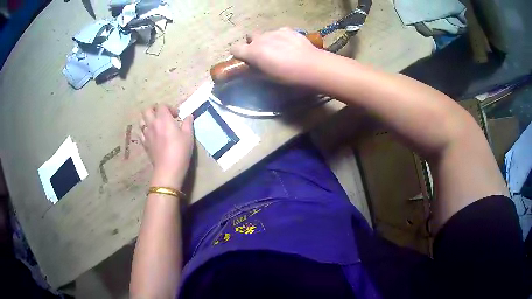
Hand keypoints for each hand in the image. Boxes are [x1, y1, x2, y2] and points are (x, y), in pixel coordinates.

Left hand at [139, 104, 193, 187]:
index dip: (169, 108)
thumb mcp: (188, 136)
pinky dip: (145, 131)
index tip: (176, 115)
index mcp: (163, 119)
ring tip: (155, 123)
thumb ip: (188, 123)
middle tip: (162, 115)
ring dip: (147, 119)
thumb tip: (189, 116)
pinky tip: (151, 135)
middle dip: (154, 109)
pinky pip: (141, 133)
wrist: (168, 169)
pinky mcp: (144, 144)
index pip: (161, 106)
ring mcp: (146, 134)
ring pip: (141, 121)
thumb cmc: (180, 151)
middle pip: (147, 110)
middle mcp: (152, 124)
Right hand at [230, 27, 323, 84]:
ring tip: (280, 50)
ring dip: (267, 40)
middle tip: (262, 53)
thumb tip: (250, 68)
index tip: (244, 59)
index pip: (235, 48)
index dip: (238, 54)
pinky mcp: (288, 30)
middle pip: (249, 36)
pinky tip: (290, 45)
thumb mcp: (267, 77)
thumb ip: (255, 70)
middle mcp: (260, 39)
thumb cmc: (287, 76)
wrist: (311, 66)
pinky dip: (281, 37)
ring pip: (265, 33)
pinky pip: (279, 32)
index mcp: (252, 51)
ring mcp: (274, 32)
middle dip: (252, 43)